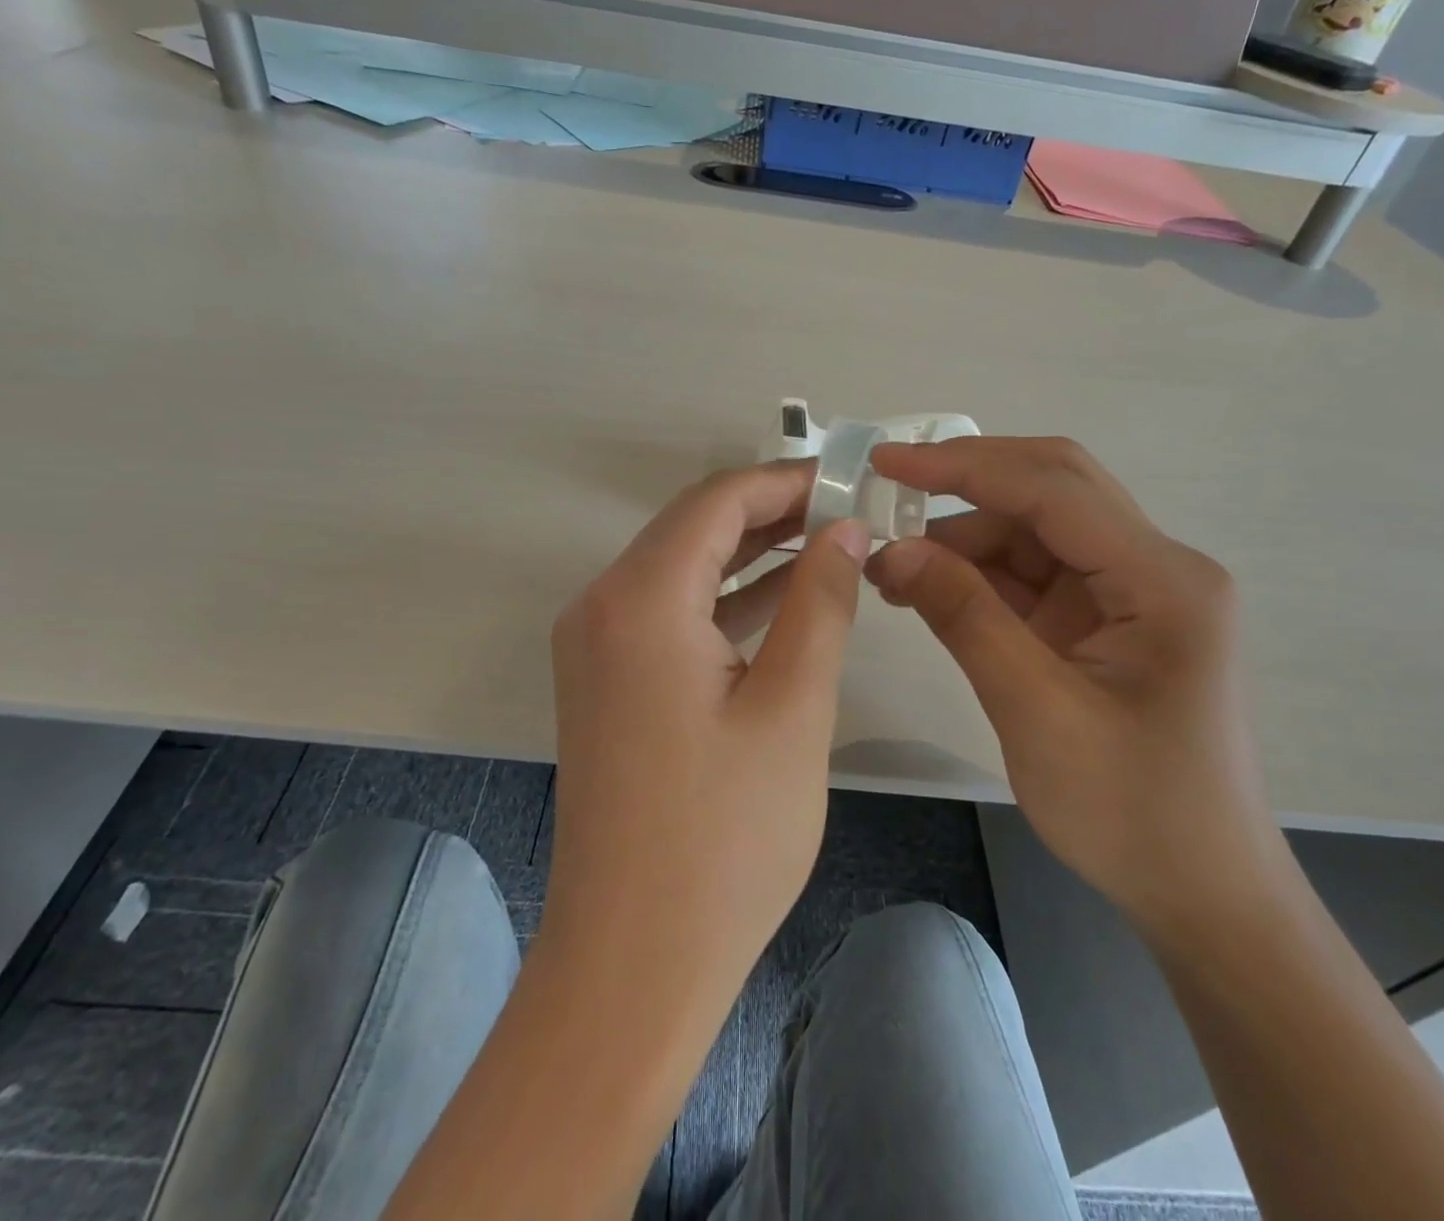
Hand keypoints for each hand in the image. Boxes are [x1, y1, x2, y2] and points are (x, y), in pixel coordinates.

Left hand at [543, 461, 867, 1021]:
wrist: (633, 961)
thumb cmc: (725, 838)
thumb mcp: (794, 707)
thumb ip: (821, 601)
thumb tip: (846, 530)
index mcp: (640, 600)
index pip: (717, 500)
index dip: (786, 482)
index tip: (849, 482)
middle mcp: (601, 606)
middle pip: (693, 526)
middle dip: (771, 512)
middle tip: (848, 513)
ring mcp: (595, 646)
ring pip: (681, 567)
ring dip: (750, 554)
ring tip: (829, 547)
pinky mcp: (605, 681)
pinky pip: (668, 613)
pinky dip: (724, 599)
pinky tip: (782, 602)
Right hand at [866, 437, 1285, 937]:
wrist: (1202, 893)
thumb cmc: (1133, 812)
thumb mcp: (1035, 712)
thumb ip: (965, 618)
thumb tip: (893, 550)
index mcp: (1161, 580)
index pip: (1052, 490)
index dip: (963, 467)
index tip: (886, 462)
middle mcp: (1154, 567)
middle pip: (1051, 490)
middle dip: (966, 484)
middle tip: (888, 492)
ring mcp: (1130, 592)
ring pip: (1034, 530)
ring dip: (963, 537)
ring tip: (894, 567)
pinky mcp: (1104, 619)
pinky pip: (1032, 573)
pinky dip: (977, 574)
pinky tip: (927, 589)